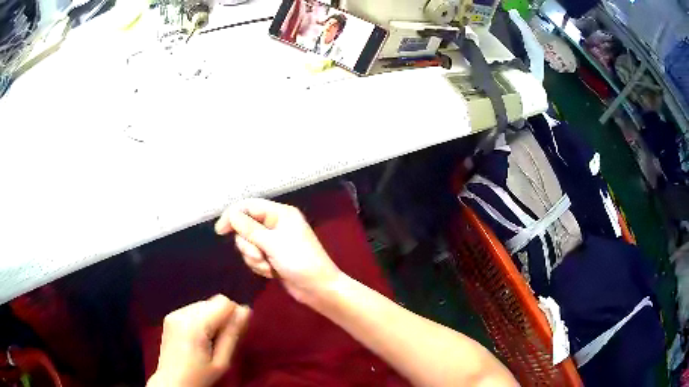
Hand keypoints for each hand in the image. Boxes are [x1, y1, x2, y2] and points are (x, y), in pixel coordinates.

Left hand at [148, 295, 249, 386]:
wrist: (172, 383)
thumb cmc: (200, 376)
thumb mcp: (222, 362)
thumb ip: (233, 334)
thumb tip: (246, 310)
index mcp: (194, 325)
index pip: (223, 302)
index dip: (234, 315)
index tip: (234, 334)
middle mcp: (182, 313)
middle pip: (213, 301)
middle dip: (222, 317)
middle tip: (221, 341)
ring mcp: (174, 313)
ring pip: (203, 304)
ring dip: (211, 318)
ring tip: (208, 341)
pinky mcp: (170, 316)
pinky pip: (193, 309)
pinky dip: (201, 319)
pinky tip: (197, 338)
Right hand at [215, 198, 341, 304]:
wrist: (318, 289)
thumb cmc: (300, 261)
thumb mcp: (273, 244)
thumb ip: (250, 228)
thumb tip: (231, 214)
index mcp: (280, 213)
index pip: (249, 206)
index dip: (233, 216)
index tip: (220, 231)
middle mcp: (275, 224)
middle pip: (245, 227)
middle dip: (249, 245)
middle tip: (260, 256)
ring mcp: (274, 241)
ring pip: (248, 244)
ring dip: (255, 258)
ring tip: (268, 267)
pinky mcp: (272, 256)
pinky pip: (254, 257)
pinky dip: (259, 266)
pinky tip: (272, 273)